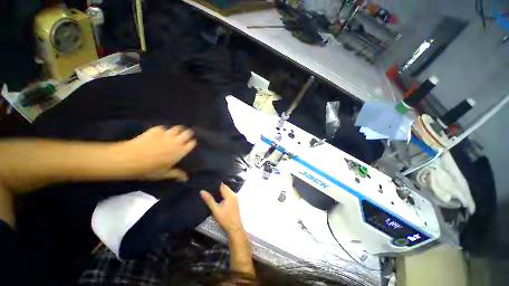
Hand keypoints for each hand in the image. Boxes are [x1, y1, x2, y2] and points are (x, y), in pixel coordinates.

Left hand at [122, 126, 196, 180]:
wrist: (129, 158)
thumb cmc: (149, 169)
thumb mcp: (163, 174)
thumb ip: (176, 174)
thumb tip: (186, 178)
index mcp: (180, 151)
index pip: (192, 143)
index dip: (192, 142)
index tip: (191, 143)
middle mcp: (176, 141)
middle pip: (187, 133)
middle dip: (188, 133)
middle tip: (185, 136)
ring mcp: (166, 134)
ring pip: (177, 128)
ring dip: (178, 130)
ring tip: (176, 133)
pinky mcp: (156, 130)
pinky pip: (163, 127)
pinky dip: (164, 130)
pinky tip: (161, 133)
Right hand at [200, 184, 244, 235]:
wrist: (235, 228)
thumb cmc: (225, 219)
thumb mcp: (215, 210)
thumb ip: (209, 200)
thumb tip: (202, 191)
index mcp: (230, 194)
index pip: (222, 185)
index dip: (215, 183)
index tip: (208, 182)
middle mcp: (233, 194)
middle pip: (224, 187)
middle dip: (217, 187)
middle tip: (207, 186)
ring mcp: (235, 198)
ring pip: (226, 191)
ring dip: (220, 191)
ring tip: (210, 191)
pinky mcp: (235, 201)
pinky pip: (228, 195)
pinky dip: (223, 194)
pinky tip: (217, 197)